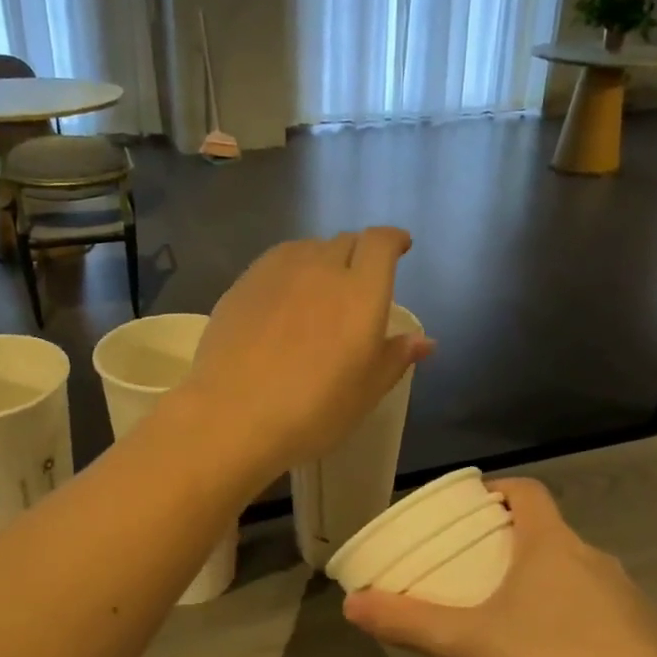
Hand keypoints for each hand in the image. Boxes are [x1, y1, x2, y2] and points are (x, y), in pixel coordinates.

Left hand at [180, 228, 434, 485]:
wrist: (232, 416)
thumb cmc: (312, 412)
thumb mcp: (365, 393)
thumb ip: (395, 358)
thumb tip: (424, 341)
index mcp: (360, 292)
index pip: (381, 243)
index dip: (393, 240)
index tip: (400, 247)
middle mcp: (321, 269)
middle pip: (345, 241)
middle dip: (359, 253)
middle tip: (359, 280)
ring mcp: (276, 273)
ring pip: (307, 248)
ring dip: (322, 258)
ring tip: (320, 287)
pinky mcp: (242, 284)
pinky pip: (275, 262)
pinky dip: (289, 270)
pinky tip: (283, 298)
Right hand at [342, 480, 656, 656]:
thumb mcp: (470, 644)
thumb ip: (409, 622)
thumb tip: (350, 604)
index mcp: (553, 544)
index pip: (527, 490)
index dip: (498, 491)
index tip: (473, 511)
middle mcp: (595, 558)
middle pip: (549, 533)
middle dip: (513, 546)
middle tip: (478, 574)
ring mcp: (629, 598)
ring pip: (577, 574)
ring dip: (546, 585)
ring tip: (514, 623)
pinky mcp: (651, 638)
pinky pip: (604, 613)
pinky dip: (577, 621)